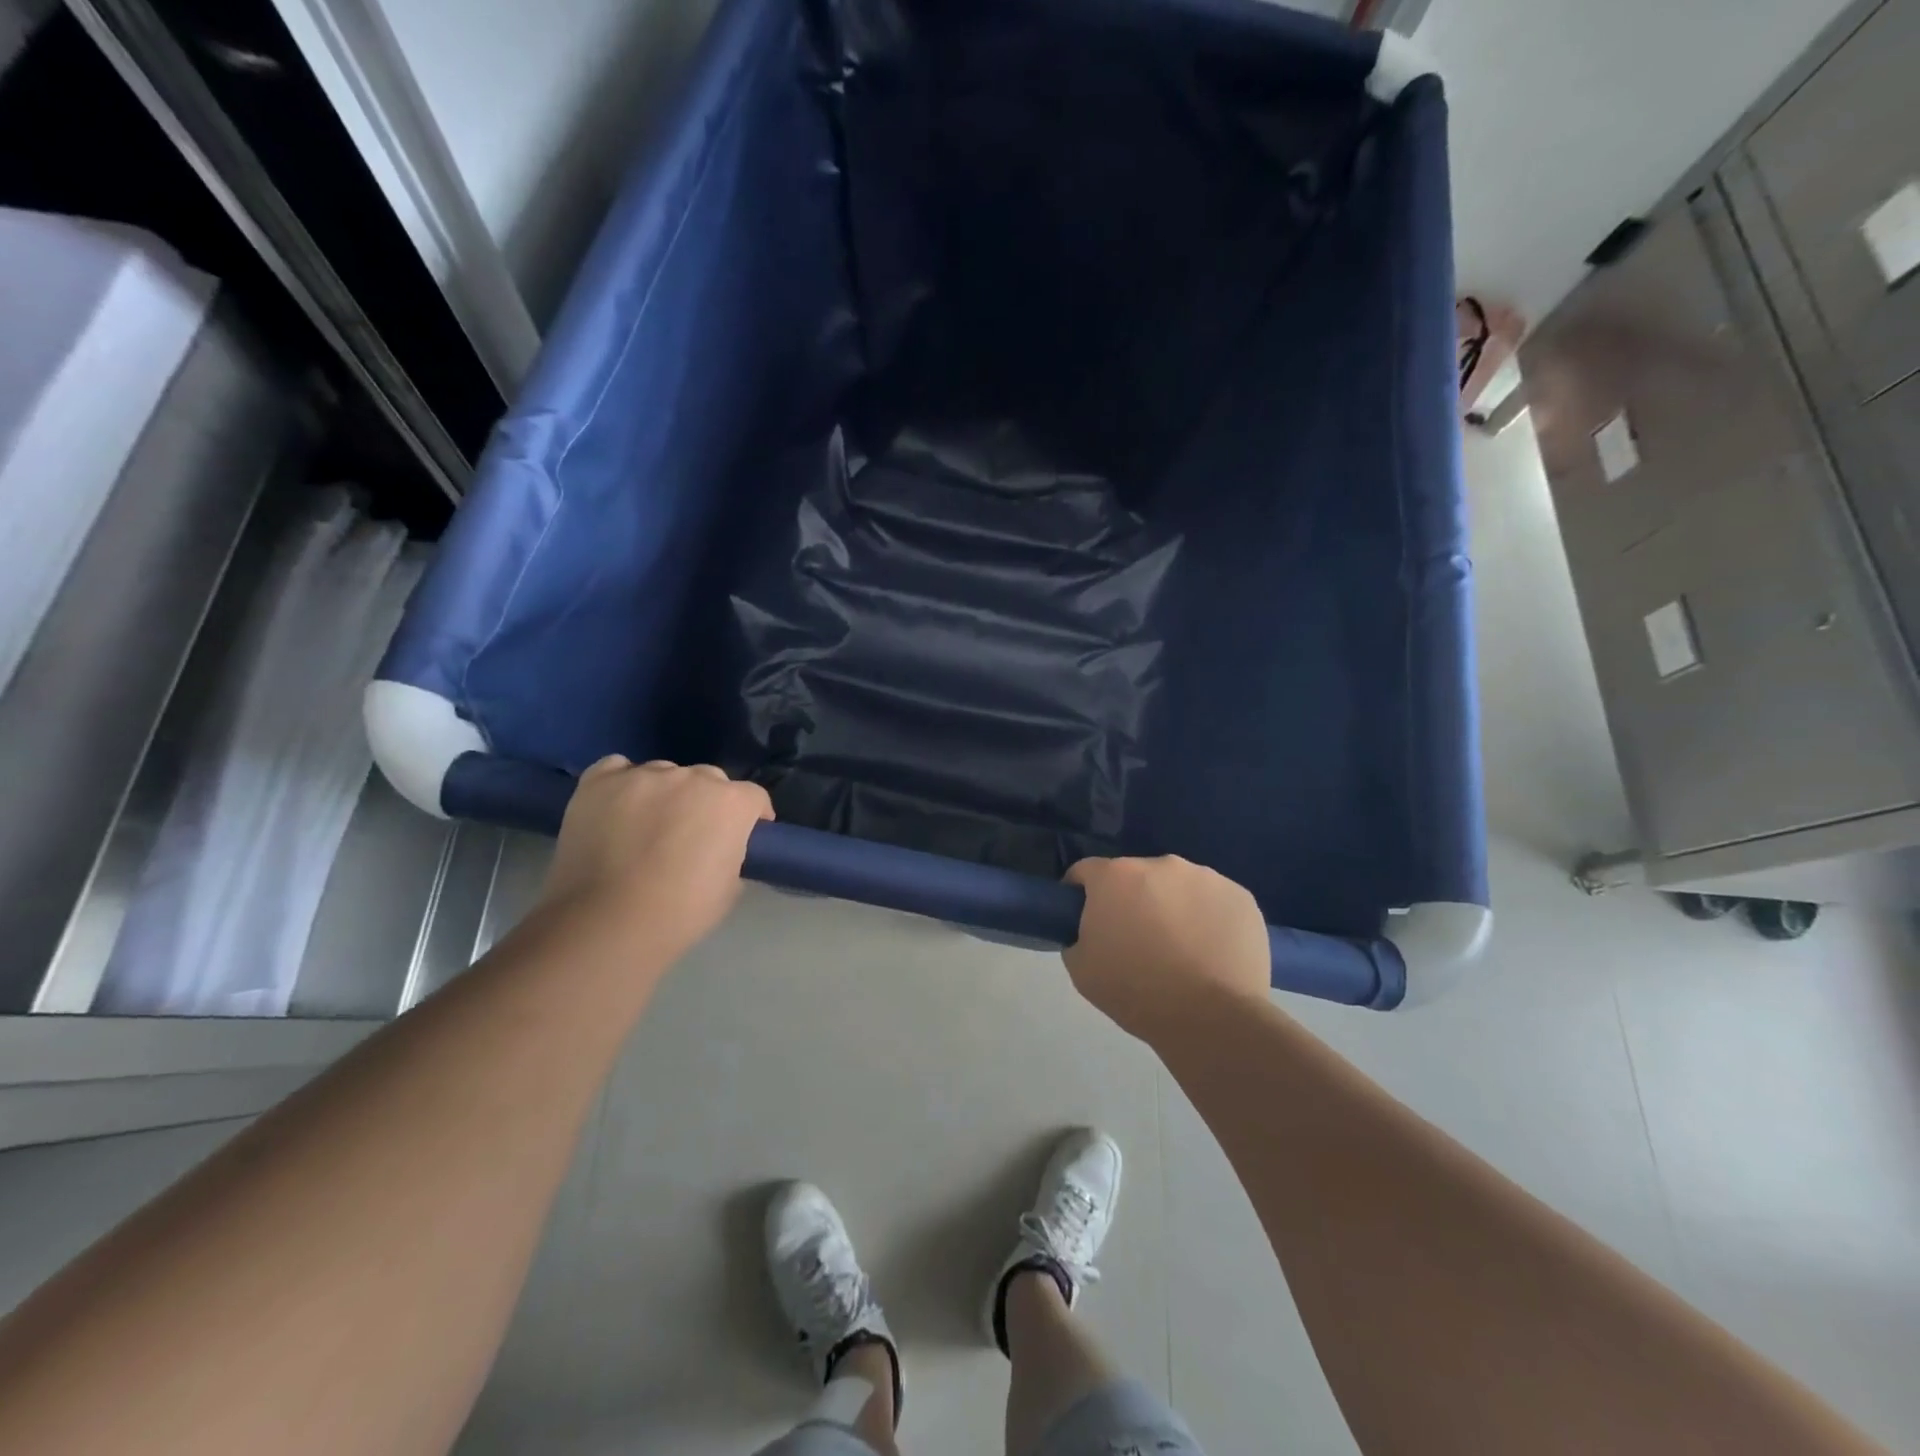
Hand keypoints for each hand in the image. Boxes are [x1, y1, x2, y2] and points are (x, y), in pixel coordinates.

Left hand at [537, 757, 772, 962]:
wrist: (606, 923)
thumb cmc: (679, 913)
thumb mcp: (729, 888)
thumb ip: (731, 853)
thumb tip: (718, 847)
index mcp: (730, 803)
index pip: (753, 797)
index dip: (753, 816)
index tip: (746, 834)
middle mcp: (691, 778)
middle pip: (709, 779)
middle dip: (708, 802)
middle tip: (693, 834)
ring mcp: (643, 776)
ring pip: (664, 773)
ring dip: (665, 793)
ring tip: (648, 823)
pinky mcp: (599, 782)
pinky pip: (618, 769)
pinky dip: (623, 783)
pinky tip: (617, 806)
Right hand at [1062, 856, 1269, 1040]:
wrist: (1211, 1020)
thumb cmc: (1136, 993)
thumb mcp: (1081, 969)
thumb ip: (1077, 936)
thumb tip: (1092, 929)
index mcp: (1115, 876)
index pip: (1086, 872)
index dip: (1081, 894)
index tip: (1087, 919)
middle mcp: (1161, 864)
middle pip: (1137, 877)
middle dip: (1132, 900)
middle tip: (1137, 940)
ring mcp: (1206, 877)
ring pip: (1178, 886)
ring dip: (1173, 906)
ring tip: (1182, 950)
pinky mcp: (1241, 896)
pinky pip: (1215, 901)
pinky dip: (1209, 918)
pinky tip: (1211, 952)